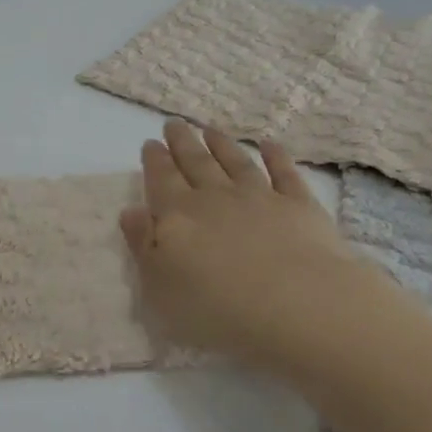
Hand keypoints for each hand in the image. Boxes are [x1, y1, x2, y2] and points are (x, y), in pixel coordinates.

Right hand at [120, 121, 379, 370]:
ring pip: (235, 162)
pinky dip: (275, 156)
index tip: (150, 142)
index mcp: (178, 216)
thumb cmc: (218, 308)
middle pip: (195, 162)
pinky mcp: (299, 206)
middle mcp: (216, 197)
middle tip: (174, 123)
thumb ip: (142, 245)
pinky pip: (284, 173)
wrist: (298, 307)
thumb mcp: (160, 287)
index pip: (161, 179)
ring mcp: (260, 197)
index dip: (155, 160)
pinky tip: (269, 144)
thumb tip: (131, 210)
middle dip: (182, 142)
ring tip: (210, 129)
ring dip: (221, 144)